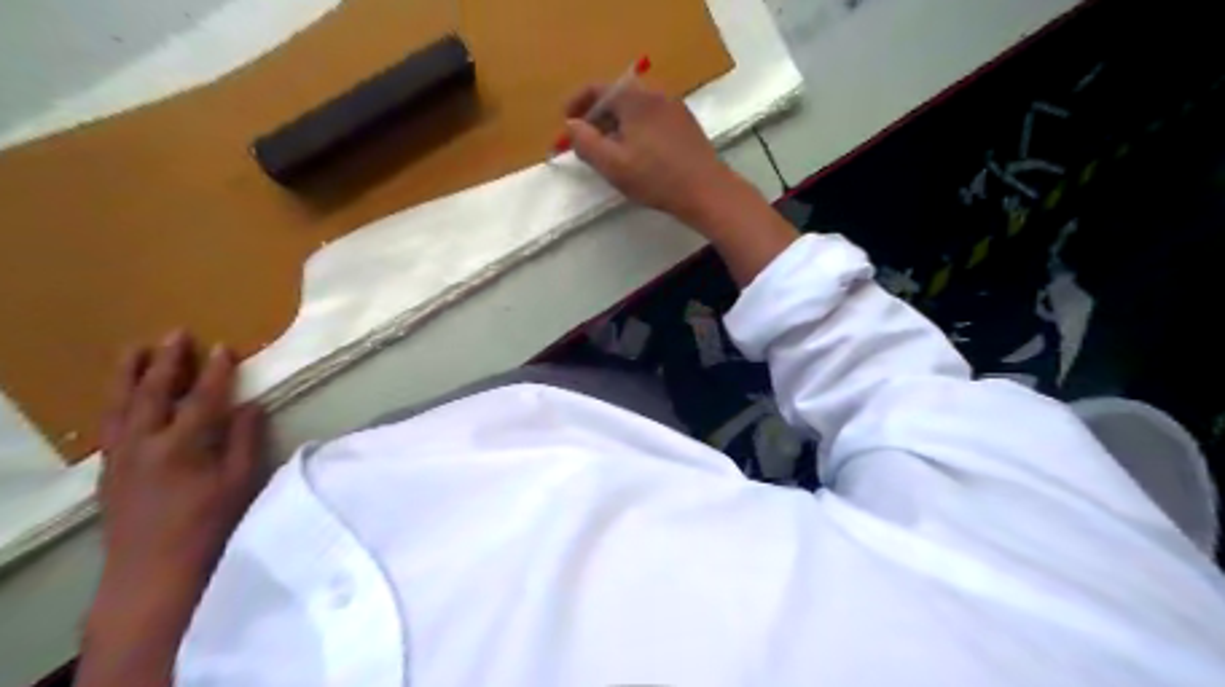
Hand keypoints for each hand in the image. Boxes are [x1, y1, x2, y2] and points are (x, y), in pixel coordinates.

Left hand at [97, 330, 266, 589]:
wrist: (153, 571)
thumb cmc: (209, 525)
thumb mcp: (240, 482)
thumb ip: (246, 440)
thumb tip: (251, 405)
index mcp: (182, 446)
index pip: (202, 398)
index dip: (216, 371)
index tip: (224, 346)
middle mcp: (144, 444)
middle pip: (152, 393)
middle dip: (166, 361)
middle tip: (175, 334)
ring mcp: (121, 457)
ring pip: (120, 405)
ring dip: (129, 374)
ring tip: (136, 349)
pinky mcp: (109, 470)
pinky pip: (109, 424)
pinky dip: (116, 401)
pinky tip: (122, 395)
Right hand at [562, 83, 800, 287]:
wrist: (707, 191)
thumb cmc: (656, 178)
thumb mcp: (612, 164)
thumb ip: (585, 142)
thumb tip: (571, 126)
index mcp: (635, 99)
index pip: (597, 89)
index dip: (576, 105)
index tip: (565, 125)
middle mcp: (656, 95)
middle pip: (617, 98)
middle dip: (595, 118)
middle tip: (584, 143)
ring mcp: (674, 108)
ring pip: (635, 110)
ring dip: (615, 126)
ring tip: (608, 153)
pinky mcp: (685, 125)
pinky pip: (651, 119)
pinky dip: (635, 131)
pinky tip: (635, 155)